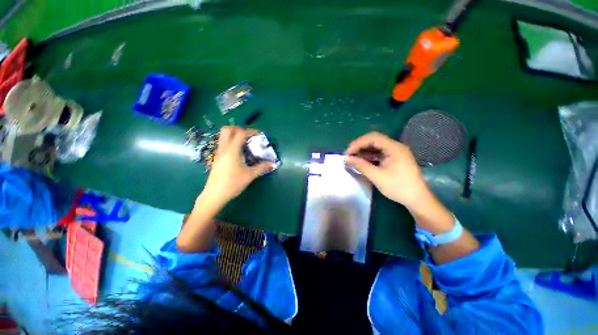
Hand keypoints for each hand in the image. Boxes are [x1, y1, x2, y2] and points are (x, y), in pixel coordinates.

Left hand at [201, 126, 273, 203]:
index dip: (250, 131)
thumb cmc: (233, 184)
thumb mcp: (250, 175)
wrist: (215, 195)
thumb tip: (272, 164)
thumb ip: (262, 168)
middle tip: (248, 135)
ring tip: (245, 143)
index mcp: (232, 151)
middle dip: (238, 129)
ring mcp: (218, 153)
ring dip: (234, 135)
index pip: (240, 134)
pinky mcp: (217, 158)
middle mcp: (223, 149)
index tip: (258, 135)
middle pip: (227, 130)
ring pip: (223, 136)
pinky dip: (231, 142)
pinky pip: (223, 144)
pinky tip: (239, 153)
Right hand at [344, 132, 428, 207]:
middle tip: (349, 155)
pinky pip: (380, 153)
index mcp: (394, 147)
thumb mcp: (376, 176)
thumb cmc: (398, 187)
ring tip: (353, 159)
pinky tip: (363, 162)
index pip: (372, 138)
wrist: (417, 199)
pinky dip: (370, 156)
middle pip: (374, 140)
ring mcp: (396, 152)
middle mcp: (396, 146)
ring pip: (376, 146)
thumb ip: (360, 165)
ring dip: (364, 151)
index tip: (347, 153)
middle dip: (360, 146)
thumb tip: (346, 159)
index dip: (357, 144)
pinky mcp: (395, 159)